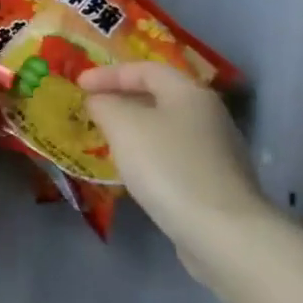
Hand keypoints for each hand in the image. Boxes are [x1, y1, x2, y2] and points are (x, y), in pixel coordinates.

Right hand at [79, 62, 274, 275]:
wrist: (223, 234)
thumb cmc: (168, 166)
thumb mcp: (123, 125)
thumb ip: (104, 104)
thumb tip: (99, 100)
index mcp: (189, 93)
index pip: (145, 69)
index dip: (109, 73)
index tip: (79, 85)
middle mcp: (209, 116)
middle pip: (159, 97)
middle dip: (122, 100)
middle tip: (93, 110)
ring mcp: (217, 152)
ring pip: (166, 129)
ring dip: (135, 130)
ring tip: (107, 140)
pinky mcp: (217, 185)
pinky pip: (174, 157)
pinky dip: (150, 156)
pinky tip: (135, 172)